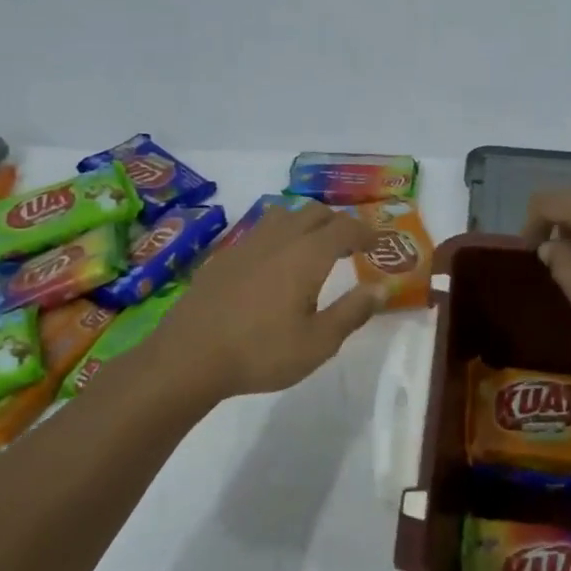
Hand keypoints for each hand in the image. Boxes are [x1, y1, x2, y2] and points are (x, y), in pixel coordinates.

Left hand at [149, 202, 383, 398]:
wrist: (188, 357)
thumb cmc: (261, 352)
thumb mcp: (318, 343)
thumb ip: (353, 312)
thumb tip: (382, 288)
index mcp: (307, 255)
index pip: (345, 228)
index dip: (366, 232)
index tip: (379, 243)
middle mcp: (278, 239)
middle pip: (314, 212)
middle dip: (337, 223)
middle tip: (350, 246)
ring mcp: (246, 244)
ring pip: (283, 215)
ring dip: (305, 223)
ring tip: (312, 248)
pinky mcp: (223, 257)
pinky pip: (259, 232)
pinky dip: (278, 237)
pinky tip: (273, 265)